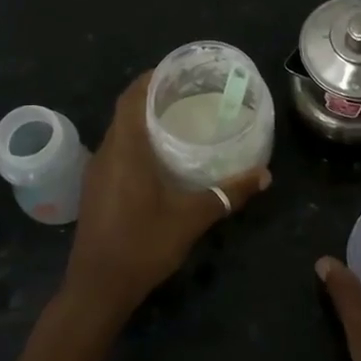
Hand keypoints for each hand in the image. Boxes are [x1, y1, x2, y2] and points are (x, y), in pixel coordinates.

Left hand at [63, 72, 269, 324]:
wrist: (97, 289)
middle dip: (152, 97)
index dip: (151, 78)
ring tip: (178, 120)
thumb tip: (264, 175)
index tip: (177, 70)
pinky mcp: (96, 191)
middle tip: (188, 93)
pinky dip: (136, 143)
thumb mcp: (191, 218)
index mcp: (125, 150)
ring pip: (119, 133)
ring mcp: (97, 173)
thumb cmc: (142, 245)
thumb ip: (227, 194)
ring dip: (143, 121)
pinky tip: (161, 158)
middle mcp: (106, 154)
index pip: (131, 98)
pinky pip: (116, 152)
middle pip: (125, 112)